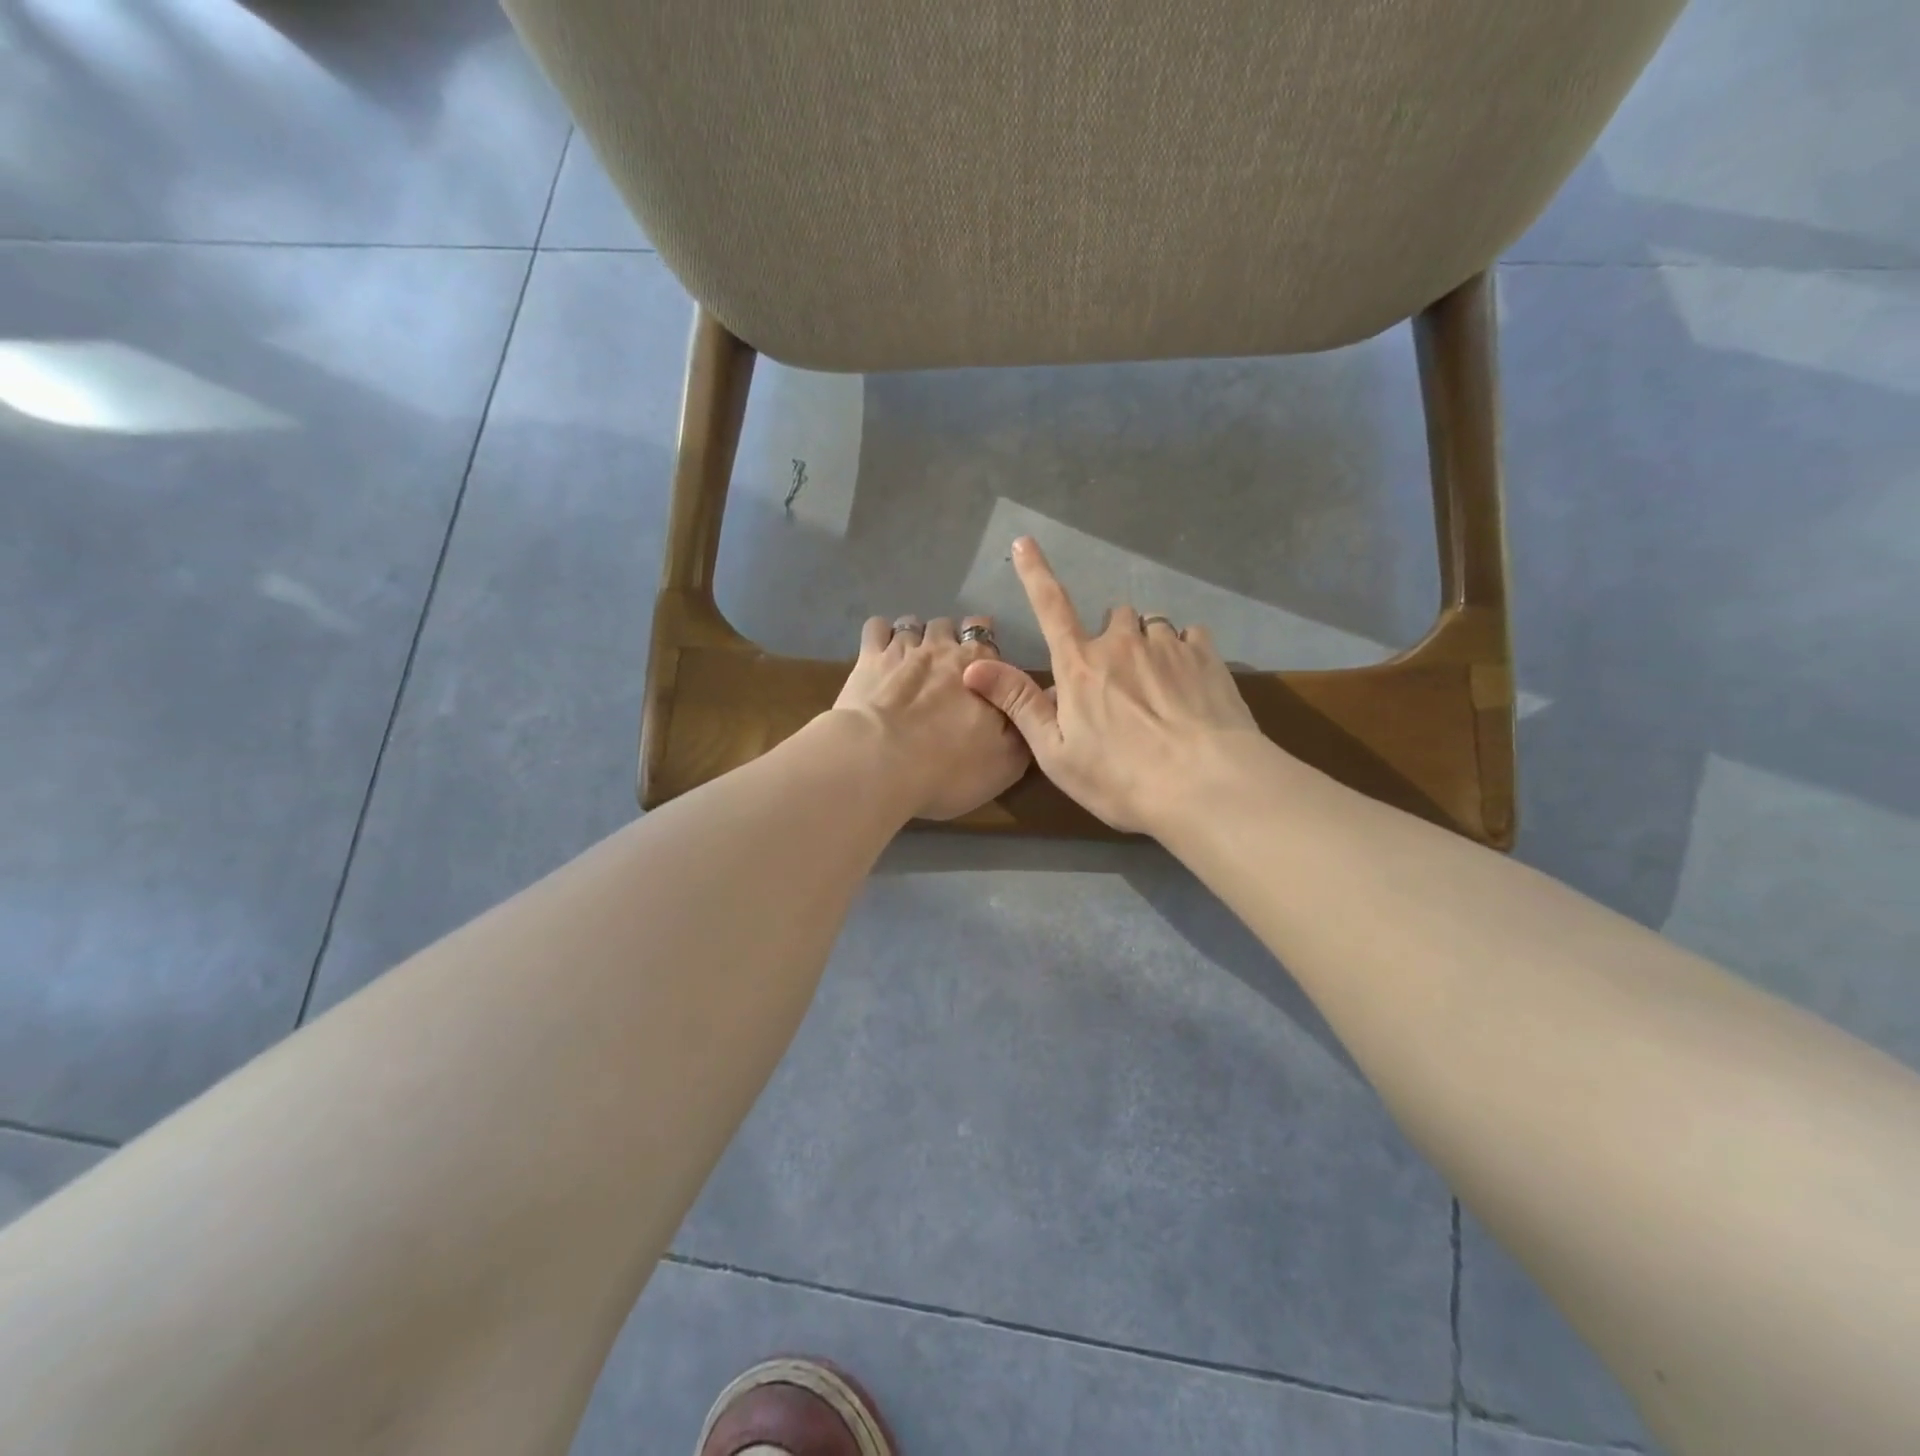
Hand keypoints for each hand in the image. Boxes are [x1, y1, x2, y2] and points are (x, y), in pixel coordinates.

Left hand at [830, 613, 1030, 820]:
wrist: (882, 765)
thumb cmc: (950, 768)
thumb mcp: (1007, 762)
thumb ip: (1025, 727)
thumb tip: (1039, 702)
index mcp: (983, 667)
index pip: (989, 639)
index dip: (986, 653)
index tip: (983, 672)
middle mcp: (945, 648)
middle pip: (951, 625)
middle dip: (950, 639)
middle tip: (946, 667)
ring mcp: (904, 649)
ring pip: (914, 623)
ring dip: (916, 636)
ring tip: (912, 659)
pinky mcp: (868, 658)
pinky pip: (877, 628)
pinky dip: (881, 634)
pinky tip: (880, 652)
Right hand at [962, 538, 1265, 834]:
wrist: (1204, 786)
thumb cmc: (1120, 778)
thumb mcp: (1056, 752)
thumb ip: (1018, 704)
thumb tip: (974, 666)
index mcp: (1079, 665)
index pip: (1050, 607)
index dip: (1034, 573)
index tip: (1024, 542)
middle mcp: (1122, 643)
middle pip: (1114, 617)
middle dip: (1113, 638)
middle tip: (1118, 683)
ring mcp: (1167, 645)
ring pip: (1153, 625)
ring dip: (1148, 645)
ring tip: (1157, 687)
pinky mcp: (1207, 656)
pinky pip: (1190, 635)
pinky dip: (1184, 650)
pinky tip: (1189, 683)